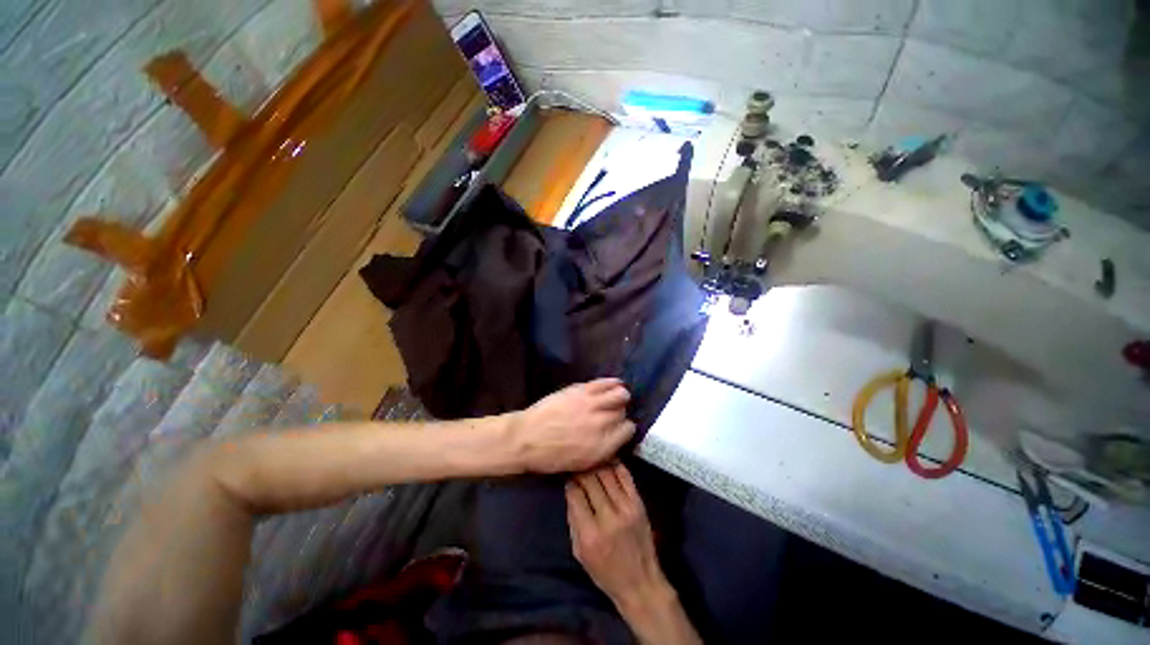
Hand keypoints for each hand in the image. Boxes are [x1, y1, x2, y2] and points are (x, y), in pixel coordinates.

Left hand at [511, 379, 634, 472]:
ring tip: (617, 396)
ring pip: (620, 394)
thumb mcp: (581, 464)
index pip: (628, 430)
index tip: (618, 428)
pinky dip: (612, 382)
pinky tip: (614, 383)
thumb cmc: (551, 456)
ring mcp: (593, 404)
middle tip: (611, 413)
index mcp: (603, 446)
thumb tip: (616, 441)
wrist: (527, 437)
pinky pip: (605, 383)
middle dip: (620, 413)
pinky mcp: (582, 390)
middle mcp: (603, 424)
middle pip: (623, 412)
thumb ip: (603, 451)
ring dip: (621, 395)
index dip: (624, 429)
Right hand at [567, 465, 701, 644]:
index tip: (567, 475)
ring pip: (606, 473)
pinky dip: (614, 464)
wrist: (641, 583)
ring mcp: (626, 508)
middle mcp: (608, 518)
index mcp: (590, 534)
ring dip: (595, 463)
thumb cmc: (605, 573)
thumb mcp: (579, 553)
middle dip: (581, 469)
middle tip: (577, 463)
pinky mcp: (639, 503)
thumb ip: (573, 520)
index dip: (569, 481)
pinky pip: (625, 475)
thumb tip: (570, 491)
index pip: (575, 494)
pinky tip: (607, 458)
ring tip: (590, 458)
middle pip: (590, 480)